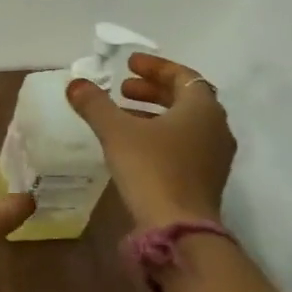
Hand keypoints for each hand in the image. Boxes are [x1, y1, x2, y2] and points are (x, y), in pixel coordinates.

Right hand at [66, 53, 235, 227]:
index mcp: (202, 108)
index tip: (129, 64)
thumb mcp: (116, 131)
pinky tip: (135, 145)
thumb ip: (95, 104)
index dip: (155, 67)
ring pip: (185, 123)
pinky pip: (185, 144)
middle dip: (152, 90)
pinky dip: (161, 135)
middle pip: (185, 98)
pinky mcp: (206, 178)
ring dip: (155, 113)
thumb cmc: (151, 169)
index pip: (183, 76)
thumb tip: (75, 83)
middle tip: (122, 89)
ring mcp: (215, 155)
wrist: (178, 227)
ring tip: (123, 114)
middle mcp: (216, 127)